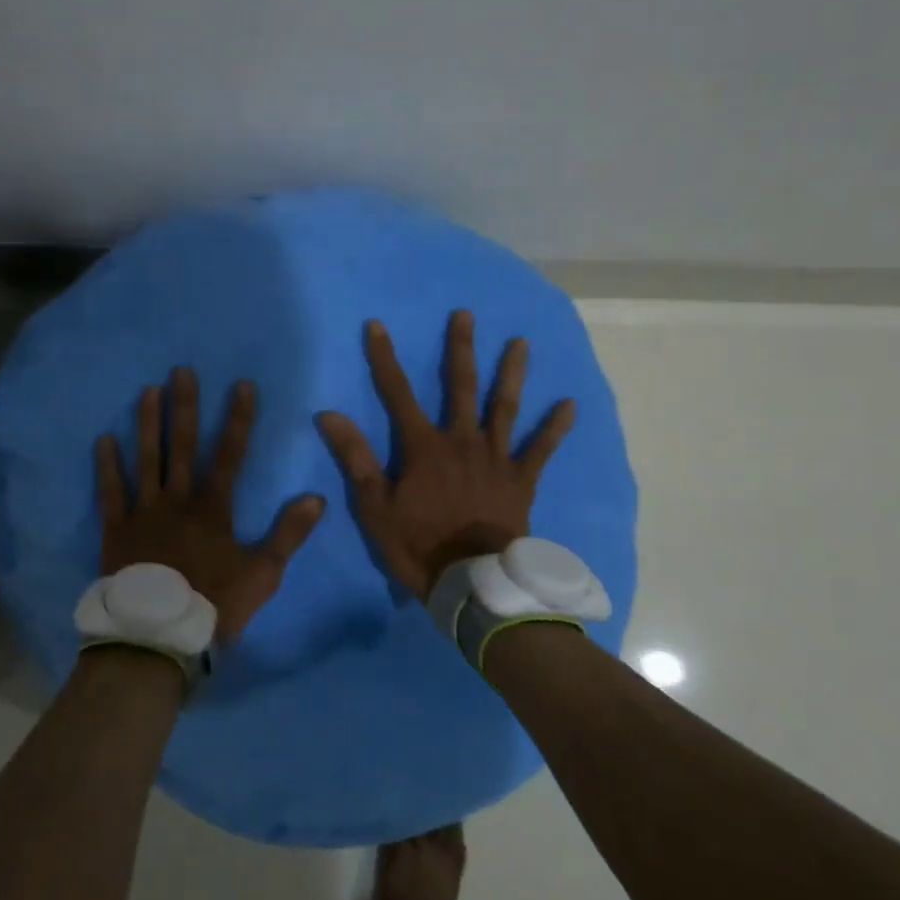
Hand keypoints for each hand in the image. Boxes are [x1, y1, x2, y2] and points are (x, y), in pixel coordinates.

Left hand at [96, 369, 326, 646]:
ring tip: (148, 390)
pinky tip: (103, 439)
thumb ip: (289, 534)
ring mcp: (144, 511)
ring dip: (148, 423)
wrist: (159, 637)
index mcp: (213, 507)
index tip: (242, 385)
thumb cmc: (215, 604)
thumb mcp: (263, 573)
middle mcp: (178, 499)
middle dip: (186, 406)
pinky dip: (107, 466)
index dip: (238, 418)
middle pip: (184, 445)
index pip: (231, 453)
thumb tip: (317, 498)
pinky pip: (111, 491)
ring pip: (147, 459)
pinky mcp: (117, 528)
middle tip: (181, 371)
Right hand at [317, 311, 575, 600]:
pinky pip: (541, 449)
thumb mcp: (375, 507)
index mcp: (424, 447)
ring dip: (512, 373)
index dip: (385, 358)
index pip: (397, 393)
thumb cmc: (419, 546)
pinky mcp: (521, 479)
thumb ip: (355, 458)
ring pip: (504, 407)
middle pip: (460, 387)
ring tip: (522, 342)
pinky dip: (555, 428)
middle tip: (466, 315)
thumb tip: (329, 415)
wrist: (473, 584)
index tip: (378, 326)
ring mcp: (495, 458)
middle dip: (460, 349)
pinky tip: (570, 404)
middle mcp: (462, 441)